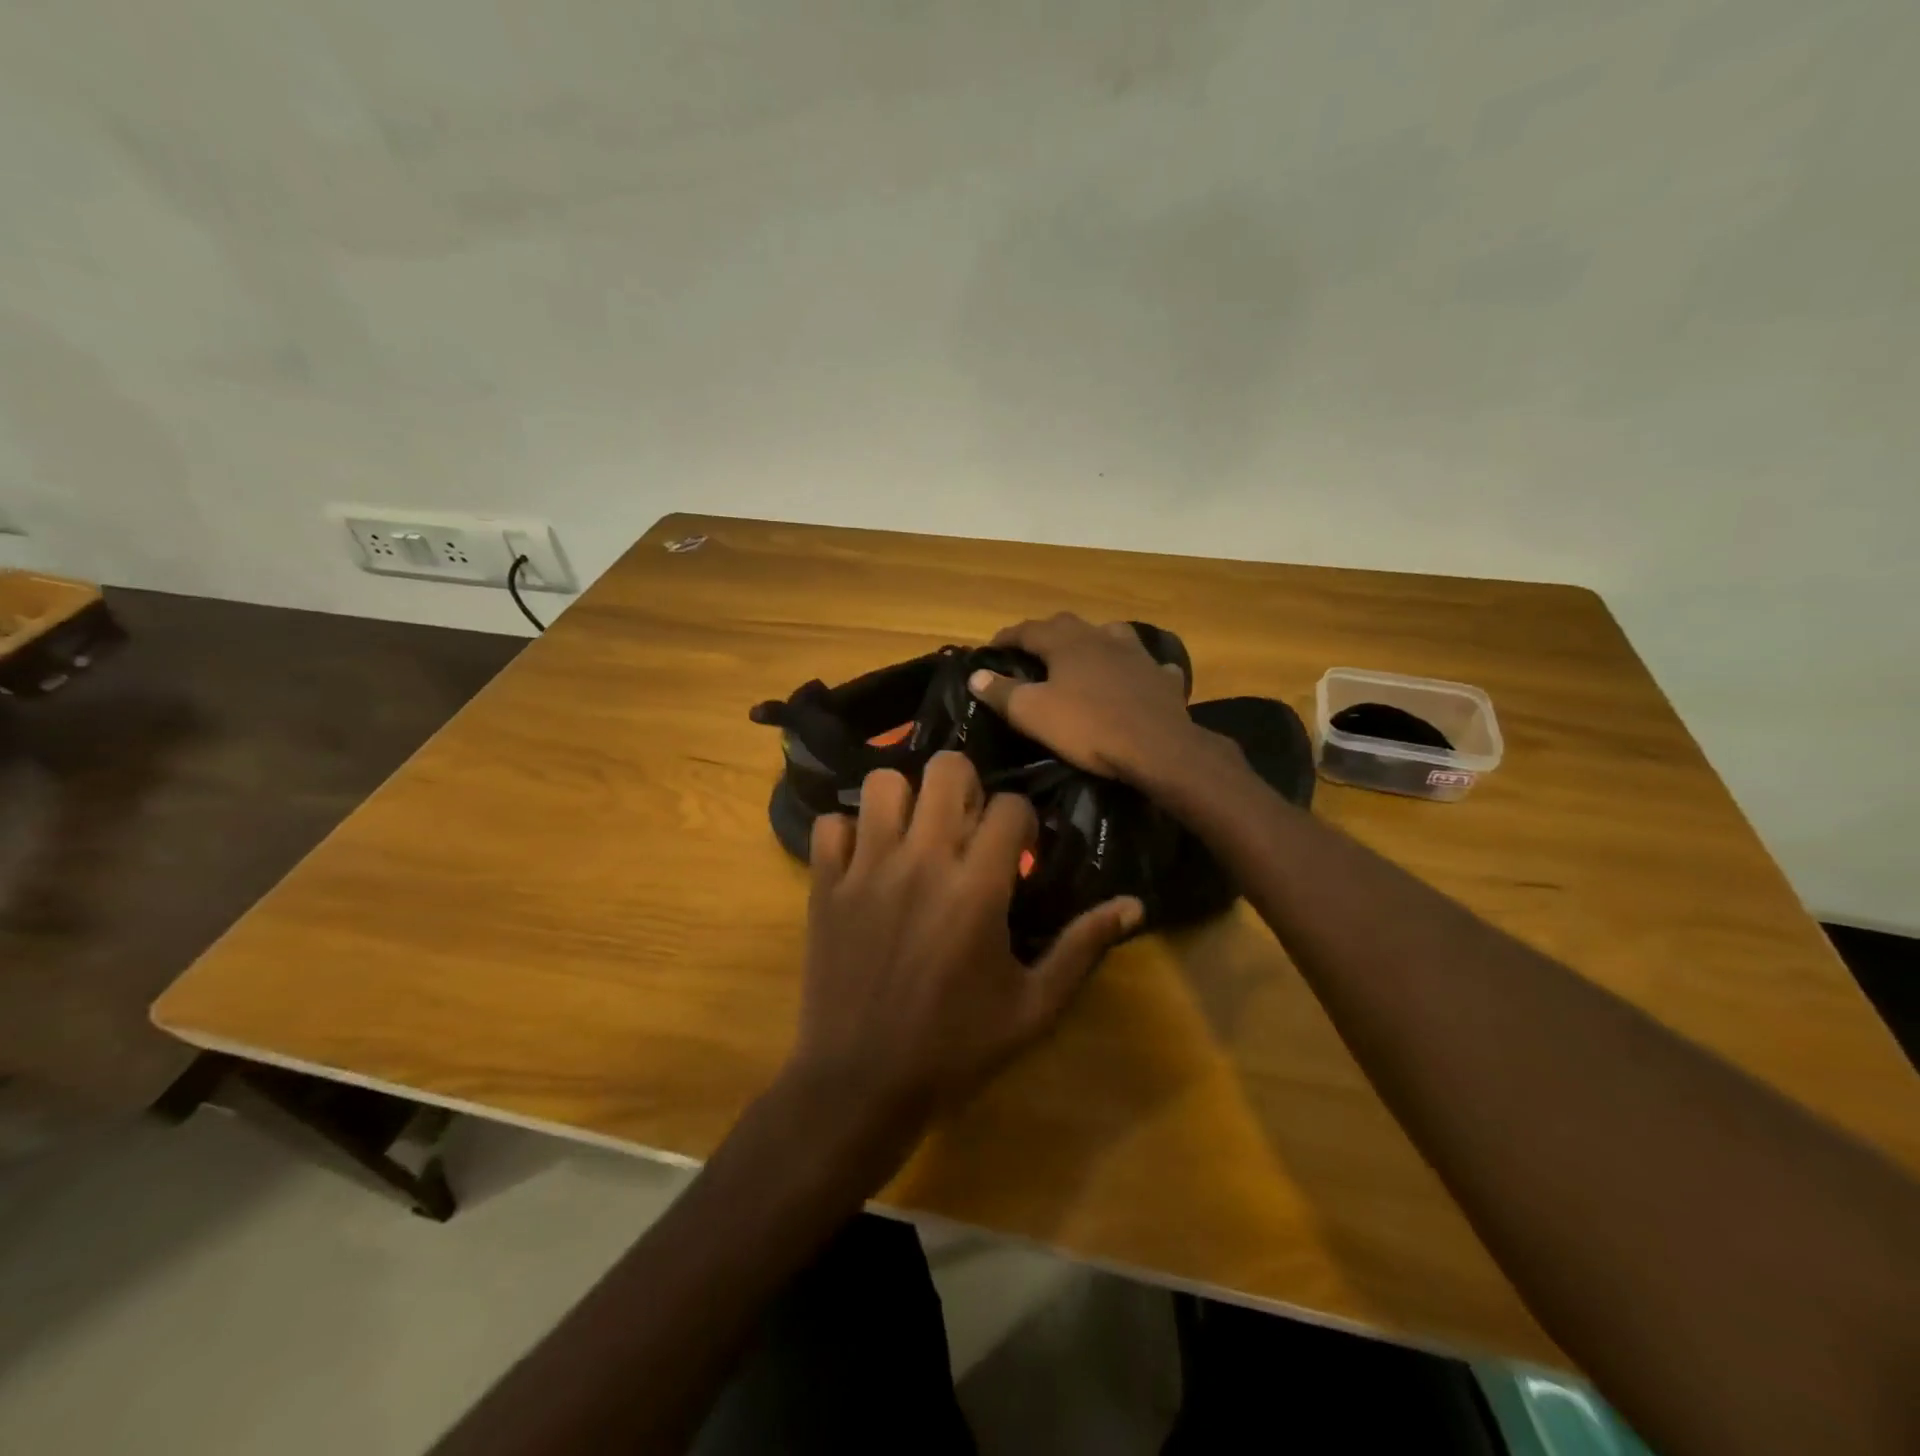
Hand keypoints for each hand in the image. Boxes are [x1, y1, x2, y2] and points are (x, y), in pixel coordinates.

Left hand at [786, 751, 1141, 1150]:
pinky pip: (831, 824)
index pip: (1010, 806)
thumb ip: (1083, 947)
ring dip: (905, 799)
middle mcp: (922, 861)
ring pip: (884, 783)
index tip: (1017, 851)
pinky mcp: (826, 885)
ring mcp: (866, 868)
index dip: (1022, 821)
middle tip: (966, 824)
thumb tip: (1134, 904)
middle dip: (966, 786)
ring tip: (915, 834)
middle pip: (946, 769)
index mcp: (978, 887)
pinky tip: (864, 861)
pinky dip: (849, 833)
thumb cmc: (955, 1049)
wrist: (860, 1086)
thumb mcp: (1034, 1007)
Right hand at [966, 613, 1199, 782]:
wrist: (1157, 747)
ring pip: (1110, 636)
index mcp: (1066, 642)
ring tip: (1083, 657)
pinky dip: (1134, 668)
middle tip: (1032, 652)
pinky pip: (1145, 665)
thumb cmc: (1088, 727)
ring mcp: (1136, 654)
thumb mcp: (1033, 713)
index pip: (1028, 629)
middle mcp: (1101, 637)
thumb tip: (975, 674)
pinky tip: (1134, 678)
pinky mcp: (1161, 677)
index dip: (1006, 637)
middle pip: (1068, 626)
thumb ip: (1002, 692)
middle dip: (1046, 635)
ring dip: (1092, 642)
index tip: (991, 648)